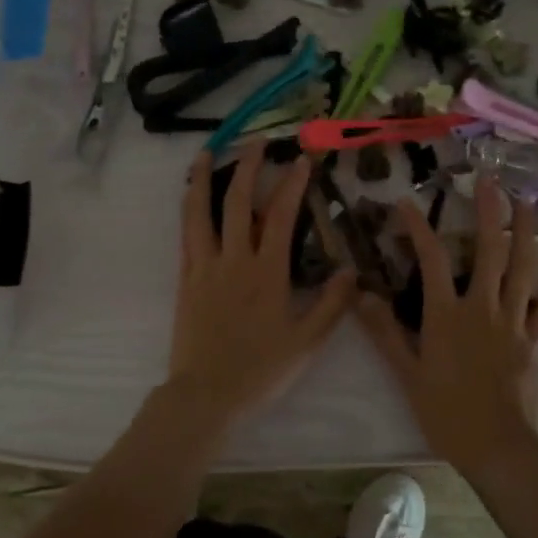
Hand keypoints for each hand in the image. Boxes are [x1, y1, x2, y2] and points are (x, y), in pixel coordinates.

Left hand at [160, 145, 356, 437]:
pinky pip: (185, 236)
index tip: (300, 159)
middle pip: (237, 202)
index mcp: (266, 272)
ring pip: (200, 213)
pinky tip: (190, 198)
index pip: (280, 216)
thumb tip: (352, 270)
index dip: (291, 184)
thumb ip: (332, 305)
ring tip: (206, 152)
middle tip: (256, 143)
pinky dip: (188, 210)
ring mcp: (204, 267)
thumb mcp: (307, 342)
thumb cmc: (261, 370)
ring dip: (204, 179)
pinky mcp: (185, 280)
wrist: (206, 394)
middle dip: (247, 167)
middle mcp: (233, 260)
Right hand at [355, 177, 537, 476]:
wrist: (497, 446)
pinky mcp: (533, 339)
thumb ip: (384, 332)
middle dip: (488, 212)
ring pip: (521, 268)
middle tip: (489, 179)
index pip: (429, 260)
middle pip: (487, 251)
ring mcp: (512, 321)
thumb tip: (360, 295)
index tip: (405, 203)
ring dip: (524, 232)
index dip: (417, 228)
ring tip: (527, 201)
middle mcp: (481, 307)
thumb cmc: (446, 411)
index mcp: (446, 314)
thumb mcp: (407, 373)